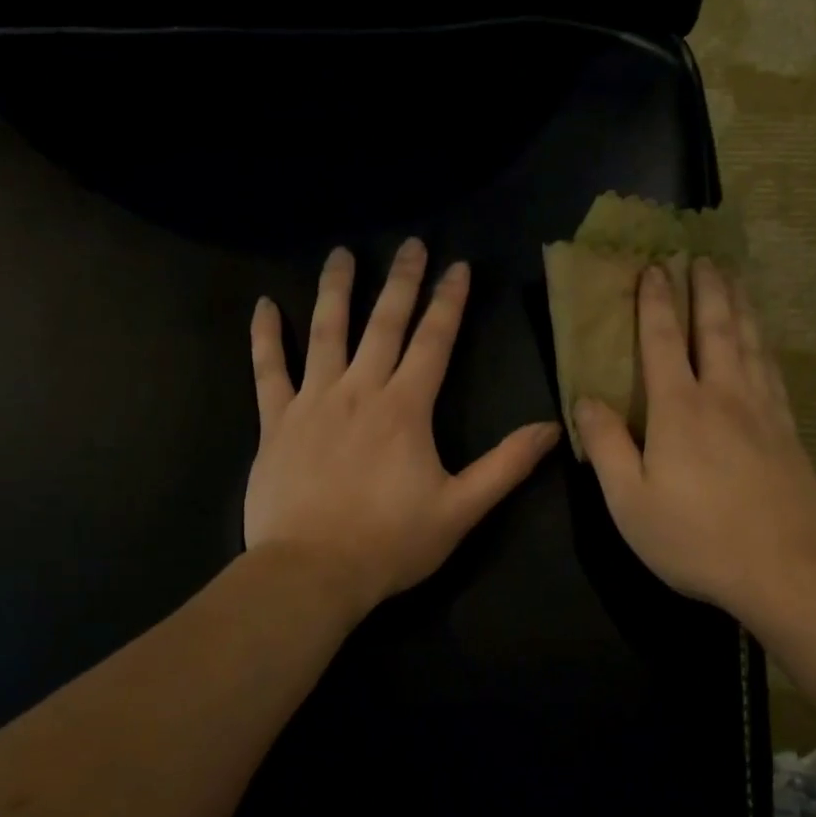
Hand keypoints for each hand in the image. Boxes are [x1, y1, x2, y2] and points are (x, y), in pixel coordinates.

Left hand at [245, 240, 560, 618]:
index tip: (457, 266)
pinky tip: (264, 306)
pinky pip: (268, 370)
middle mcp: (359, 391)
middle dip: (400, 282)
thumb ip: (506, 466)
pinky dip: (265, 337)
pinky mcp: (276, 423)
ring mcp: (312, 402)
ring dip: (336, 290)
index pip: (433, 342)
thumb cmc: (391, 543)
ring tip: (341, 254)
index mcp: (406, 409)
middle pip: (383, 324)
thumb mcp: (461, 509)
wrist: (312, 572)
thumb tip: (551, 428)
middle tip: (410, 244)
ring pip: (325, 333)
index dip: (448, 302)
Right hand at [575, 259, 815, 631]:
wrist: (785, 568)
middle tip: (701, 255)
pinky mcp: (788, 431)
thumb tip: (585, 399)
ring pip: (751, 342)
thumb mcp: (630, 501)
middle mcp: (724, 396)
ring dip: (740, 304)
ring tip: (734, 277)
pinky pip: (773, 370)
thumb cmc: (695, 538)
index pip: (664, 341)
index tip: (654, 268)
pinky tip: (764, 340)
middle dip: (706, 289)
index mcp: (679, 409)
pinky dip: (764, 343)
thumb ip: (607, 445)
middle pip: (717, 328)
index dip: (656, 303)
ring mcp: (763, 411)